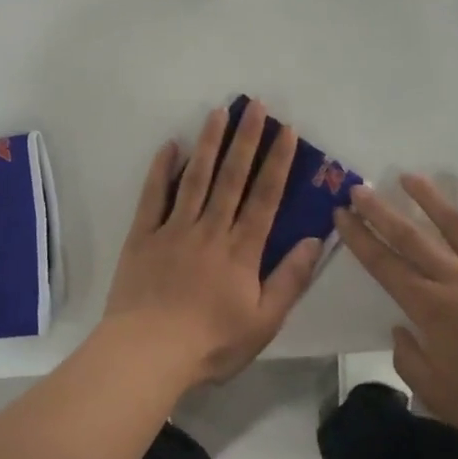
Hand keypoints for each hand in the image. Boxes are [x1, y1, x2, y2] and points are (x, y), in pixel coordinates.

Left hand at [97, 101, 323, 390]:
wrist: (149, 353)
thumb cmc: (211, 343)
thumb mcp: (264, 321)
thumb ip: (290, 279)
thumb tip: (315, 239)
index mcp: (241, 250)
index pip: (265, 197)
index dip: (278, 162)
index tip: (286, 131)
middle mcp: (210, 229)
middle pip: (232, 177)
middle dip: (246, 139)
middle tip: (255, 105)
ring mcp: (174, 229)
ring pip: (195, 178)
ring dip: (208, 143)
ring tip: (218, 112)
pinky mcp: (143, 236)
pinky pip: (153, 196)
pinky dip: (161, 169)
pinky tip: (170, 145)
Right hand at [333, 175, 457, 457]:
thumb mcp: (439, 397)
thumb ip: (409, 360)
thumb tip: (400, 330)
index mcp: (431, 308)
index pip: (384, 265)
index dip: (360, 238)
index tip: (342, 215)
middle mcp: (457, 279)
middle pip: (411, 237)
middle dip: (381, 211)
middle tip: (360, 188)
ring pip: (456, 225)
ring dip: (429, 198)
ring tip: (408, 177)